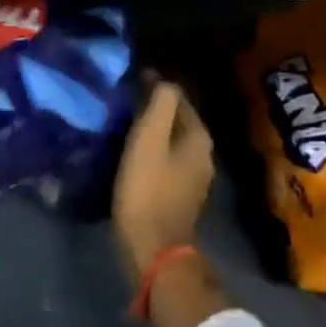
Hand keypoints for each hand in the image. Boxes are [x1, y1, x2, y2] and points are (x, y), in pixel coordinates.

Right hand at [112, 80, 214, 280]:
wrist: (153, 248)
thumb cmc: (148, 189)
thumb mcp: (148, 140)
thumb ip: (158, 105)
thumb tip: (161, 79)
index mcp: (198, 138)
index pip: (179, 98)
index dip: (155, 84)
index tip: (129, 78)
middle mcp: (203, 154)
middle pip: (177, 119)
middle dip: (154, 105)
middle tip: (123, 97)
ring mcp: (193, 177)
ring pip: (171, 140)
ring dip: (151, 128)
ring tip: (122, 120)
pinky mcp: (179, 194)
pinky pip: (165, 159)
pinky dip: (150, 149)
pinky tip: (129, 150)